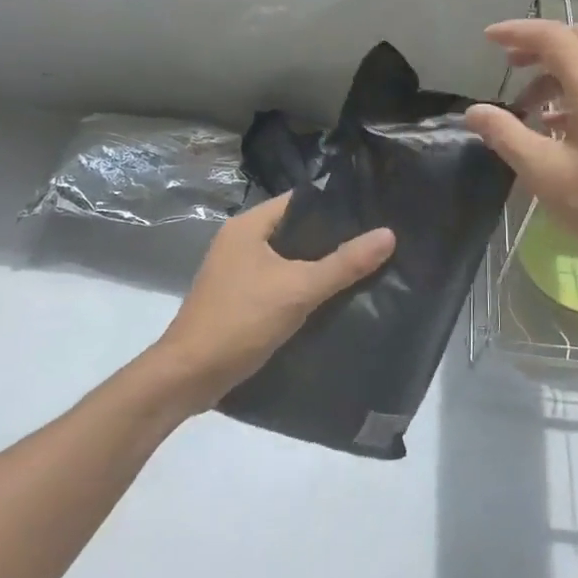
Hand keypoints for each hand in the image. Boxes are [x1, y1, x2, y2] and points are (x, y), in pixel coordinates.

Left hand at [150, 192, 395, 410]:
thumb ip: (343, 264)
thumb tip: (389, 234)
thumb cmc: (240, 321)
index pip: (299, 201)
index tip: (373, 212)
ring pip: (289, 259)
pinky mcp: (240, 299)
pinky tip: (334, 298)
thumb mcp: (298, 290)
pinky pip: (280, 282)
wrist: (188, 377)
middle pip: (296, 230)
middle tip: (376, 242)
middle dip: (333, 238)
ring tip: (364, 267)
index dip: (335, 205)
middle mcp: (240, 241)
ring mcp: (237, 272)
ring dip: (319, 265)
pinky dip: (304, 287)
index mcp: (248, 226)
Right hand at [463, 19, 577, 299]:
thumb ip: (507, 135)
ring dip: (558, 71)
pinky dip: (577, 89)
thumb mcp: (547, 175)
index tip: (487, 39)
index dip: (517, 32)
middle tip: (509, 65)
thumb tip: (474, 111)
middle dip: (540, 46)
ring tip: (528, 105)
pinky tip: (558, 126)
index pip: (554, 38)